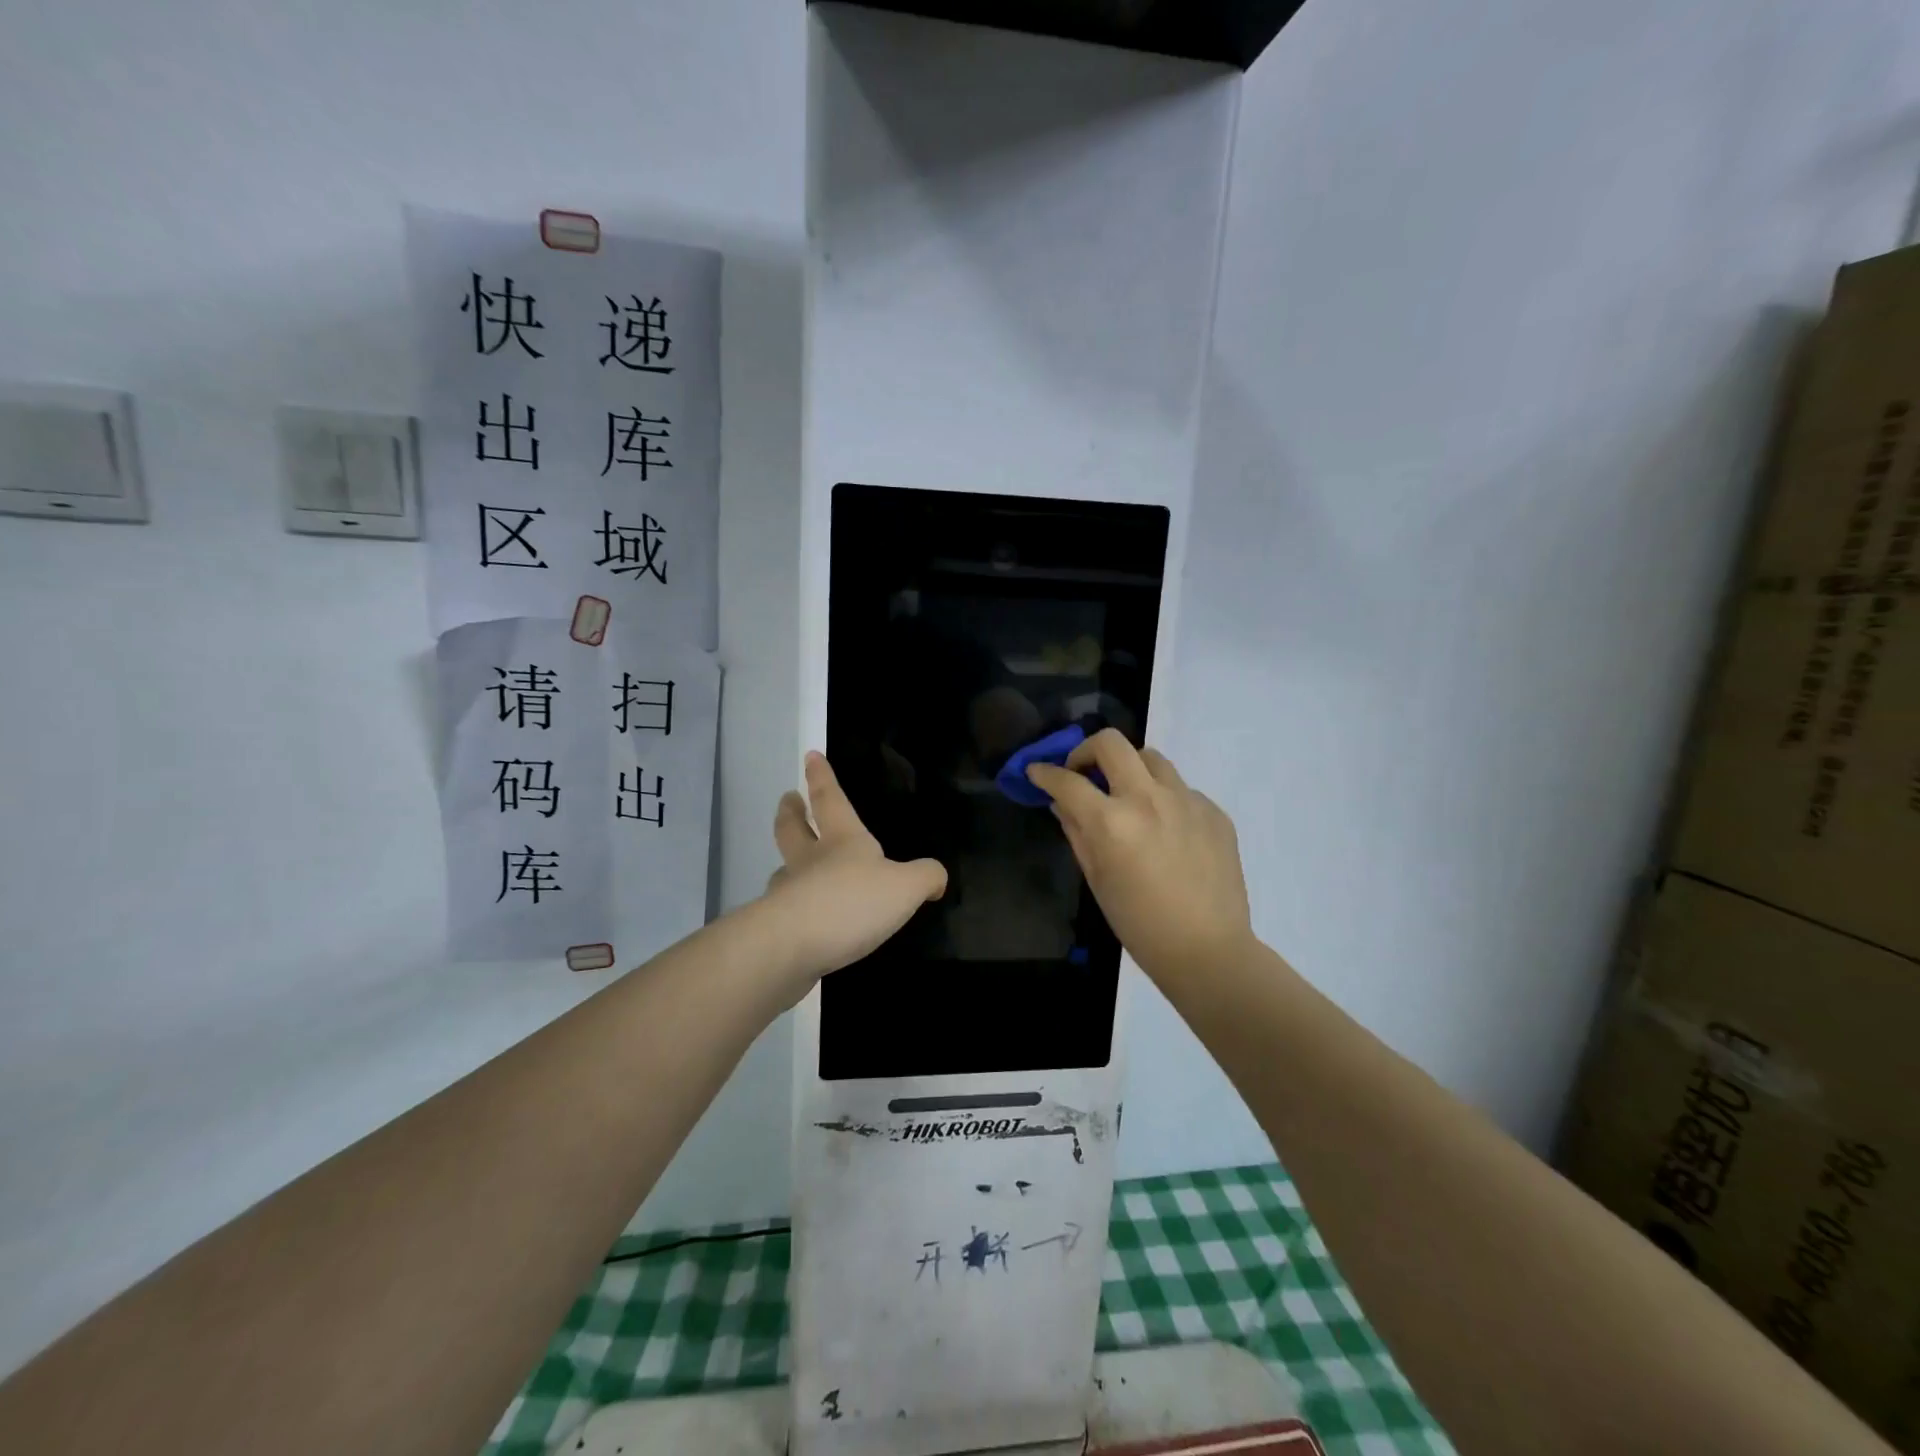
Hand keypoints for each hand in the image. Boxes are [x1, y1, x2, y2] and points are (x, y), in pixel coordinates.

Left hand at [762, 752, 947, 986]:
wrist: (792, 947)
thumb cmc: (852, 902)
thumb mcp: (905, 887)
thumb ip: (925, 877)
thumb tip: (936, 877)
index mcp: (841, 841)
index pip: (830, 800)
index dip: (822, 777)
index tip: (810, 756)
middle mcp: (809, 861)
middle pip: (793, 829)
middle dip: (791, 812)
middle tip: (788, 799)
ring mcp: (788, 894)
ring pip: (784, 869)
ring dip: (786, 861)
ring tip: (791, 865)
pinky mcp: (777, 928)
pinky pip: (785, 909)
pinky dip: (791, 907)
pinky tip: (801, 920)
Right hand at [1027, 730, 1253, 984]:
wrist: (1208, 950)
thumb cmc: (1139, 924)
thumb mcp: (1096, 878)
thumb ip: (1076, 831)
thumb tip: (1062, 802)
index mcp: (1112, 822)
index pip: (1067, 781)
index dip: (1045, 773)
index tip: (1037, 771)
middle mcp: (1148, 799)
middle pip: (1111, 743)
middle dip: (1086, 751)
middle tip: (1083, 773)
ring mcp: (1186, 801)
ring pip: (1151, 758)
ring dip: (1129, 768)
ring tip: (1127, 796)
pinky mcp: (1213, 811)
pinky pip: (1181, 788)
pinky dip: (1163, 798)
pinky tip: (1165, 829)